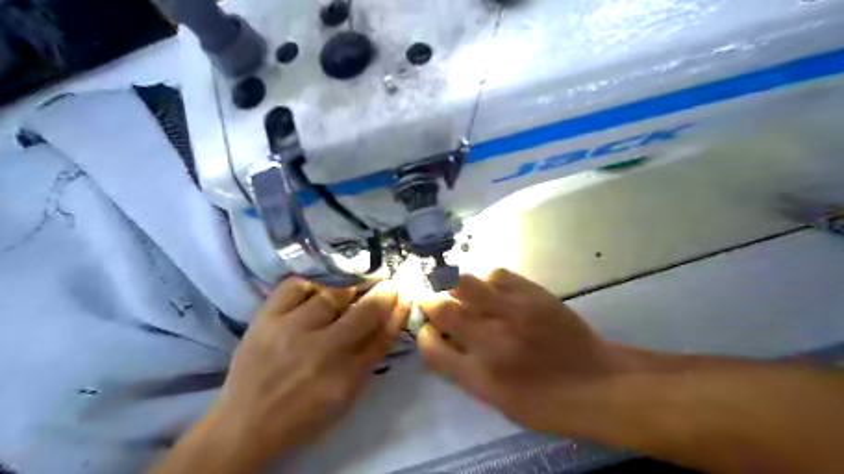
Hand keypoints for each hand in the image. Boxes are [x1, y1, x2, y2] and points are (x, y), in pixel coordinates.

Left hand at [210, 277, 408, 463]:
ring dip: (348, 292)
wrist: (245, 424)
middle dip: (383, 294)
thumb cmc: (303, 414)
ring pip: (331, 295)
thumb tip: (387, 323)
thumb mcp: (345, 397)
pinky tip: (315, 294)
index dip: (398, 313)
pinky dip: (310, 286)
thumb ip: (368, 360)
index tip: (405, 298)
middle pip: (364, 312)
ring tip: (349, 294)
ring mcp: (290, 331)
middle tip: (389, 286)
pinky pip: (294, 287)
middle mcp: (321, 351)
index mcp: (344, 377)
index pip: (382, 336)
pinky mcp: (264, 320)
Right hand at [415, 269, 631, 434]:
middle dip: (431, 303)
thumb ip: (465, 371)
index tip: (428, 330)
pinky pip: (496, 274)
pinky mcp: (534, 294)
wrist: (600, 384)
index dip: (423, 335)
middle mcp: (491, 342)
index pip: (431, 349)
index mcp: (480, 377)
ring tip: (463, 294)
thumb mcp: (498, 402)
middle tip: (436, 303)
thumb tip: (443, 341)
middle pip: (443, 310)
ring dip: (456, 287)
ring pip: (465, 283)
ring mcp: (513, 313)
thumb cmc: (547, 403)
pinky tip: (491, 289)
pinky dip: (486, 280)